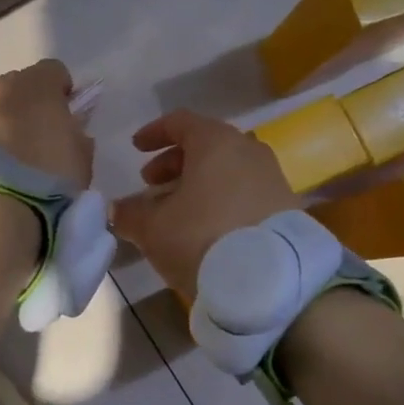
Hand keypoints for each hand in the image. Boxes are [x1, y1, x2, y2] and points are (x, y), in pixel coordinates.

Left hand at [0, 59, 91, 192]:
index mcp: (36, 86)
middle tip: (39, 136)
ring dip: (3, 124)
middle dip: (29, 103)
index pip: (53, 70)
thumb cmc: (48, 179)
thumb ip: (75, 133)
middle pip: (18, 85)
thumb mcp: (81, 157)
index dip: (62, 90)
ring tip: (12, 160)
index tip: (67, 113)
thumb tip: (68, 129)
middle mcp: (0, 90)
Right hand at [111, 110, 300, 299]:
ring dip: (198, 183)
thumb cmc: (203, 238)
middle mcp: (248, 150)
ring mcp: (272, 178)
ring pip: (227, 170)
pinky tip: (207, 228)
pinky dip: (222, 200)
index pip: (180, 121)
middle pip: (206, 145)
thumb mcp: (153, 228)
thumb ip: (130, 213)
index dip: (154, 132)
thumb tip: (117, 209)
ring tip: (177, 211)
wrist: (272, 283)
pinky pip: (245, 191)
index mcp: (216, 142)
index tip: (136, 148)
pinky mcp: (286, 207)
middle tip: (151, 184)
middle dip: (174, 162)